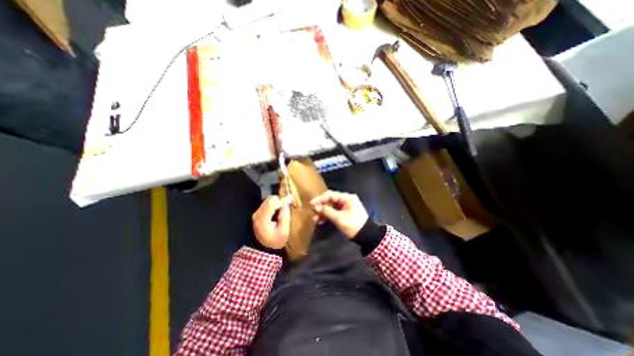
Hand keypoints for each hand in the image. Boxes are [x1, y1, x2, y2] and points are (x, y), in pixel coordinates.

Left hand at [252, 195, 292, 249]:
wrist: (264, 248)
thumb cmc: (275, 241)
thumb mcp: (283, 232)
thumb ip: (285, 217)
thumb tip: (286, 205)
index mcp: (262, 220)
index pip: (271, 205)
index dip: (282, 200)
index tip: (291, 197)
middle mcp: (257, 214)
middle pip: (269, 200)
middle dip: (280, 200)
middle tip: (288, 203)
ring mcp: (257, 213)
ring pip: (268, 200)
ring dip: (277, 201)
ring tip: (284, 207)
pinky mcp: (258, 213)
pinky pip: (267, 203)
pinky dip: (274, 203)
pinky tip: (279, 209)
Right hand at [312, 189, 368, 238]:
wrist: (366, 236)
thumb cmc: (353, 225)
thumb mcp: (339, 218)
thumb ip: (327, 211)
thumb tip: (315, 207)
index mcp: (347, 198)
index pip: (331, 195)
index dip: (320, 199)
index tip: (312, 204)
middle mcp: (346, 200)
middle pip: (330, 200)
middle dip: (321, 206)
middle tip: (313, 212)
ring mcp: (345, 206)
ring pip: (330, 206)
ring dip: (323, 212)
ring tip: (315, 219)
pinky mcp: (344, 212)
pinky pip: (333, 211)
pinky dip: (327, 215)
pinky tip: (321, 221)